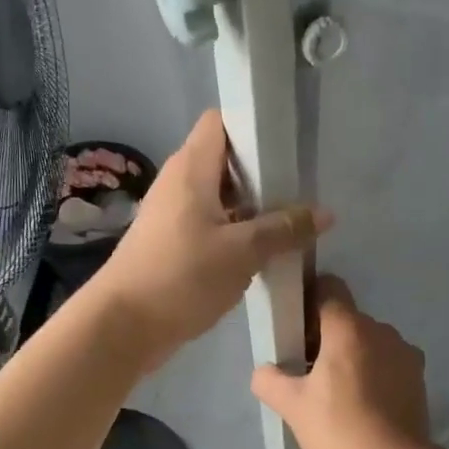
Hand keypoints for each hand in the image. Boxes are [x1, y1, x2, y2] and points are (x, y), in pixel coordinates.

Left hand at [84, 110, 332, 369]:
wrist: (123, 326)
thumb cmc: (181, 276)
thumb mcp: (242, 252)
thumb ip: (284, 229)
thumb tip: (325, 214)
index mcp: (191, 168)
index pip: (221, 122)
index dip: (253, 125)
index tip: (287, 144)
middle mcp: (179, 183)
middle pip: (225, 161)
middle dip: (262, 173)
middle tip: (300, 190)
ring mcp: (173, 215)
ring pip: (221, 198)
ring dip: (252, 208)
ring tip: (291, 222)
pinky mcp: (172, 244)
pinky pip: (211, 226)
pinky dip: (236, 233)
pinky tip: (263, 252)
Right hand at [251, 275, 431, 448]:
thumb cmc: (339, 428)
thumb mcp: (291, 406)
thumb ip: (269, 380)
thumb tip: (264, 371)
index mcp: (349, 328)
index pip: (329, 287)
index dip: (309, 299)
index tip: (296, 326)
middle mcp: (381, 330)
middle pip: (347, 318)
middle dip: (326, 335)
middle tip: (307, 370)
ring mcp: (404, 352)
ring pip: (369, 340)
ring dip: (352, 355)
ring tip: (337, 392)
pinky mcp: (418, 376)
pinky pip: (388, 361)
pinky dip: (374, 372)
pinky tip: (363, 404)